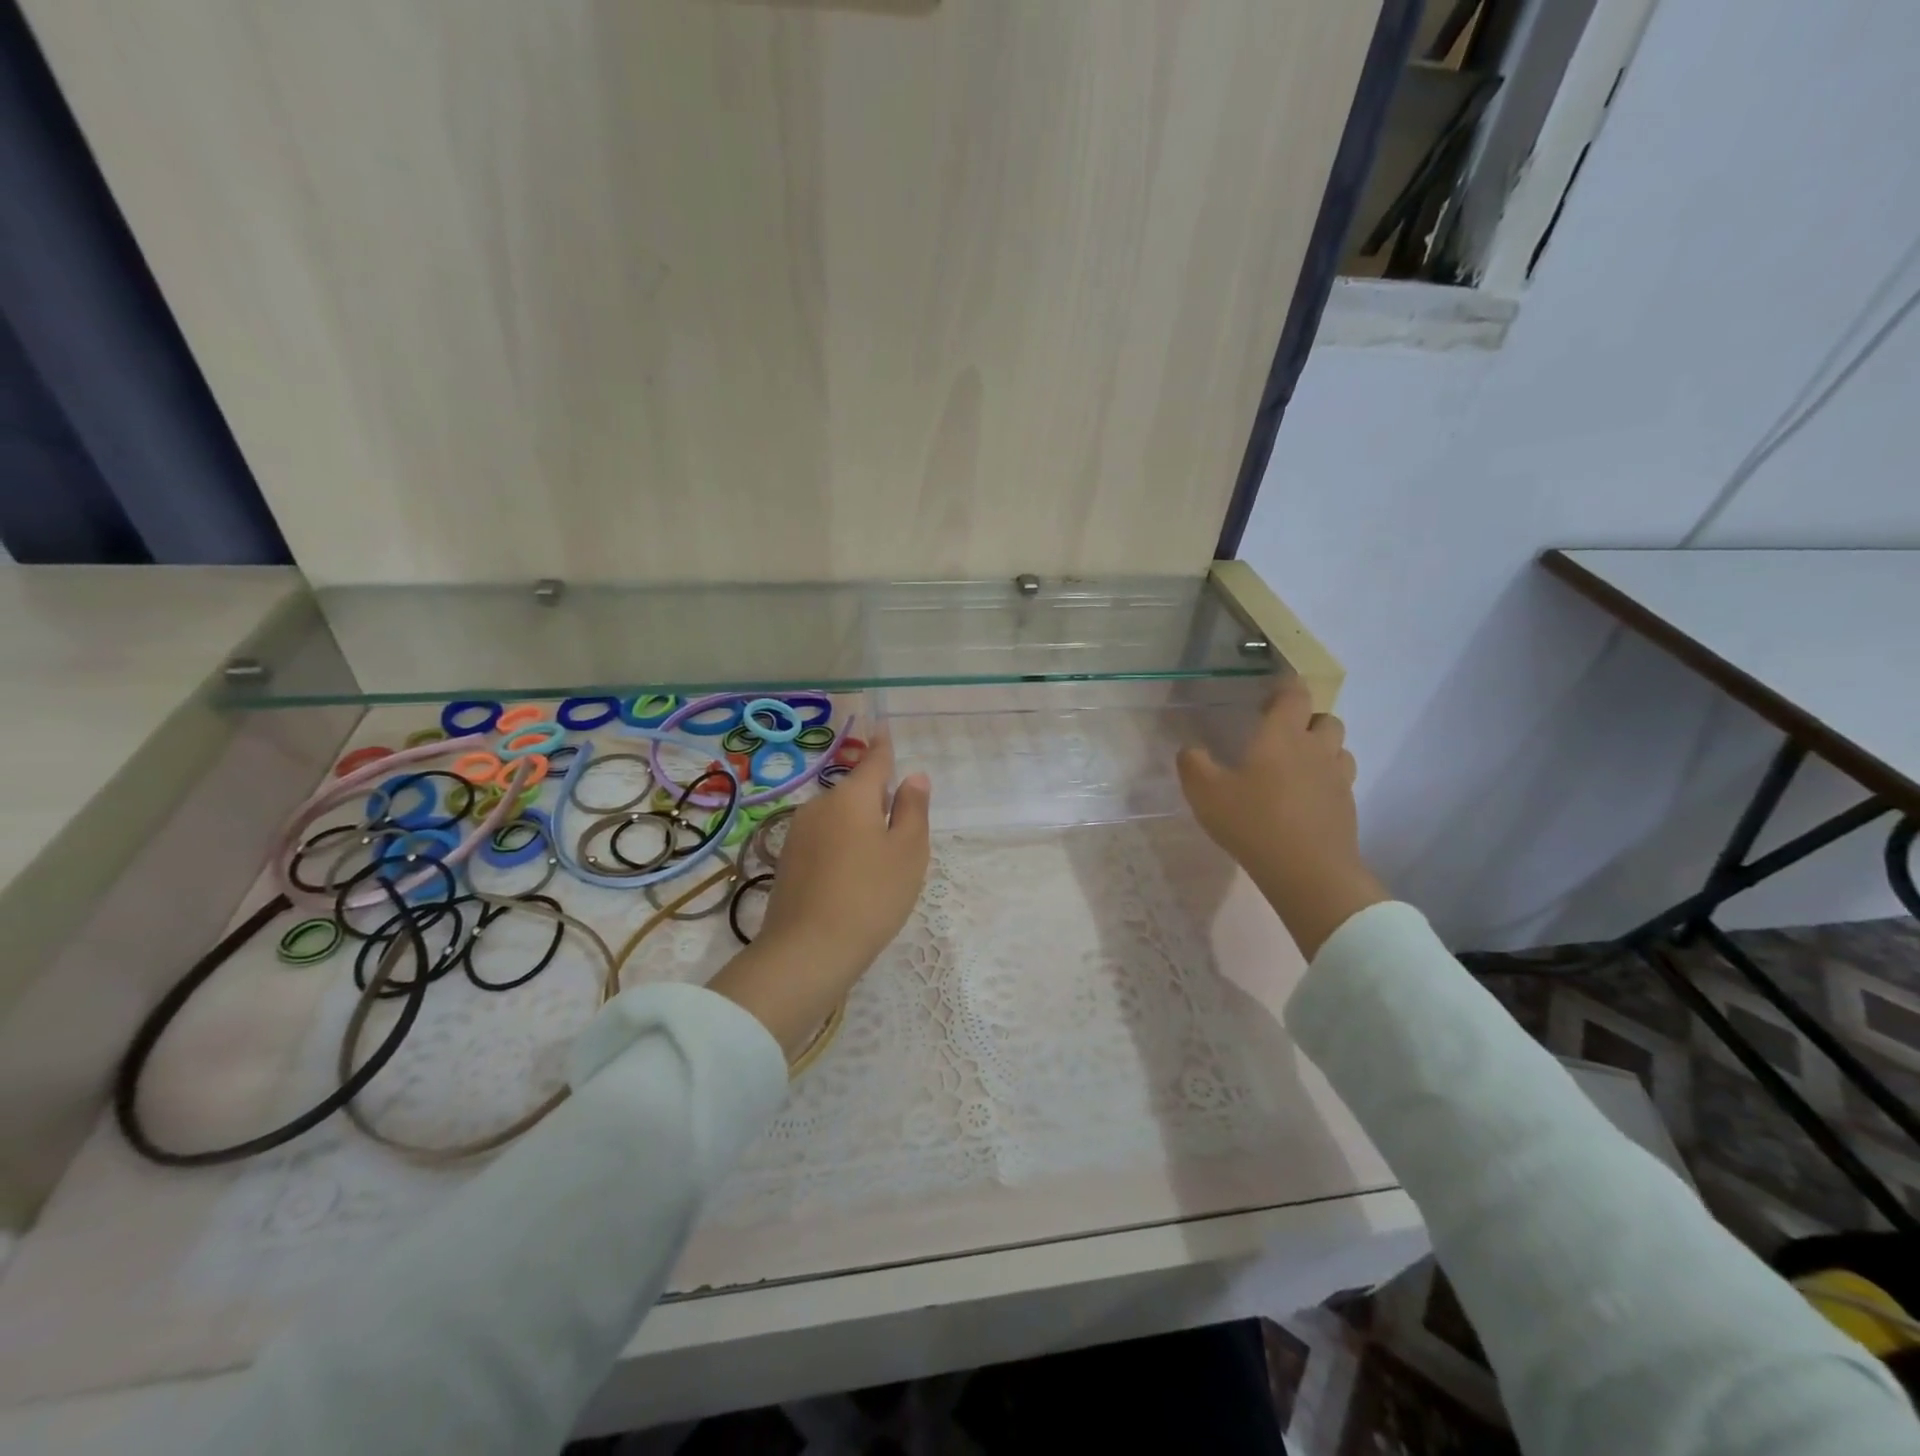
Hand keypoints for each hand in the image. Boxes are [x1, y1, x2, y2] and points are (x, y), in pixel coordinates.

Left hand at [706, 734, 930, 1056]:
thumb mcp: (908, 852)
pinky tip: (850, 880)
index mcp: (852, 796)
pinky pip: (823, 841)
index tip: (882, 727)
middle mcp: (820, 805)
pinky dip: (840, 848)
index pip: (874, 760)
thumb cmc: (871, 896)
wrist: (807, 952)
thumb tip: (913, 776)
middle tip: (901, 836)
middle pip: (855, 792)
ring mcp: (798, 833)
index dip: (883, 746)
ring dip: (858, 828)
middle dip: (877, 801)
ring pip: (838, 818)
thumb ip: (913, 809)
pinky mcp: (787, 861)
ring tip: (877, 866)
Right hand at [1177, 677, 1386, 958]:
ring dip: (1322, 749)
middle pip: (1325, 719)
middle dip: (1307, 720)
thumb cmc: (1253, 822)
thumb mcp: (1205, 793)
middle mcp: (1316, 749)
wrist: (1308, 872)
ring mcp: (1337, 778)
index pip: (1295, 694)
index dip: (1285, 688)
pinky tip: (1305, 800)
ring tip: (1296, 767)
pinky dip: (1326, 781)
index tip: (1269, 697)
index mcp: (1282, 736)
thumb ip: (1193, 765)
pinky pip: (1341, 780)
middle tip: (1281, 737)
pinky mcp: (1347, 807)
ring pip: (1339, 748)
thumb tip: (1190, 750)